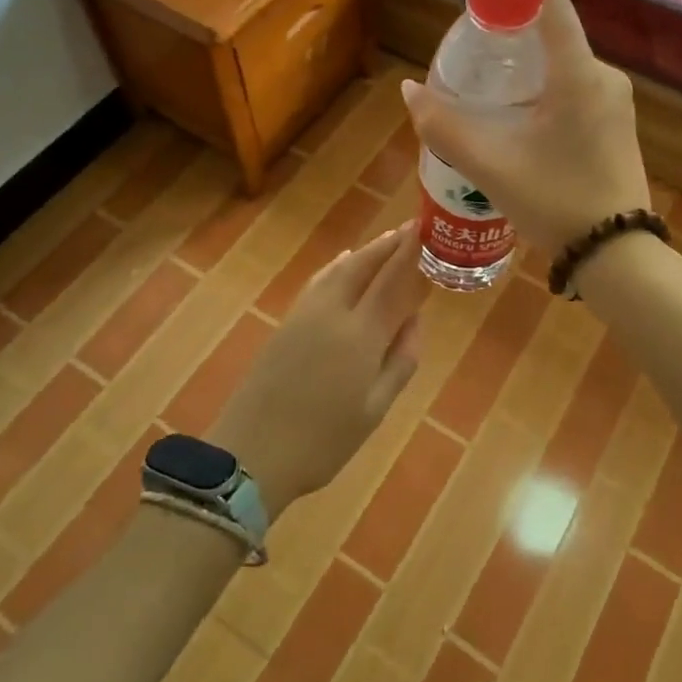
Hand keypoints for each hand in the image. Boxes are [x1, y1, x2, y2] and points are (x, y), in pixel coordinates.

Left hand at [209, 226, 428, 521]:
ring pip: (340, 268)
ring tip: (388, 240)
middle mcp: (333, 312)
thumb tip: (415, 319)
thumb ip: (400, 360)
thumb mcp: (375, 409)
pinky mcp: (286, 322)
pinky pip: (320, 280)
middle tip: (413, 228)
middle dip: (390, 244)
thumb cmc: (324, 441)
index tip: (429, 230)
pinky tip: (344, 261)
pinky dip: (339, 265)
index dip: (413, 253)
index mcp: (361, 335)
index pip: (394, 280)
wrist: (251, 454)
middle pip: (365, 265)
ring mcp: (305, 314)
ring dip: (366, 251)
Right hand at [401, 0, 650, 254]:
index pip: (551, 4)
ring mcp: (616, 102)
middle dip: (511, 49)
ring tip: (493, 108)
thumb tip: (410, 91)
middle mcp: (604, 77)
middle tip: (475, 77)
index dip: (514, 2)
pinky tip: (525, 131)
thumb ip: (444, 127)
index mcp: (578, 74)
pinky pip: (578, 92)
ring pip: (565, 68)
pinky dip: (548, 97)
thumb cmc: (554, 201)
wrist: (616, 255)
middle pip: (553, 38)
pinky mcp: (618, 125)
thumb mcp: (490, 166)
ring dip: (528, 78)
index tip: (482, 29)